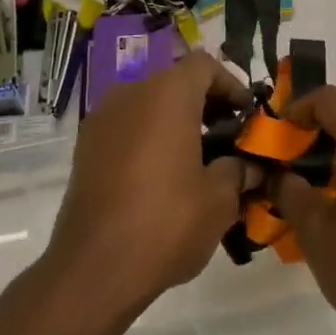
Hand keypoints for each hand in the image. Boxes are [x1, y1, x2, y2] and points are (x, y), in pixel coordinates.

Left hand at [44, 51, 251, 318]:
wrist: (93, 269)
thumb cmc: (166, 222)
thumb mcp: (220, 199)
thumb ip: (239, 170)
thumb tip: (250, 166)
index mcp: (166, 94)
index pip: (204, 65)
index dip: (231, 85)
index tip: (247, 117)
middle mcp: (130, 93)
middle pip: (176, 83)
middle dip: (206, 106)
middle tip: (229, 142)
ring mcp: (102, 119)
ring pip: (149, 105)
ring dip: (177, 123)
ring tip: (199, 163)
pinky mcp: (85, 148)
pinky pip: (127, 128)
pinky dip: (150, 139)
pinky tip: (164, 178)